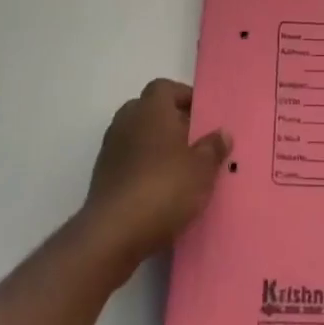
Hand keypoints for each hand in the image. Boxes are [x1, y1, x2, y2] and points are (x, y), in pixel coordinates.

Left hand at [81, 79, 229, 280]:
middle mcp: (127, 121)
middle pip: (150, 111)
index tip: (202, 117)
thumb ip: (213, 148)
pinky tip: (159, 193)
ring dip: (155, 149)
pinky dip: (142, 170)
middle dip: (171, 123)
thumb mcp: (202, 169)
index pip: (166, 88)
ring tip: (179, 171)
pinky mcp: (101, 179)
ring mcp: (110, 150)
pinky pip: (128, 163)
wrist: (112, 236)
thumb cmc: (163, 188)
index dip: (184, 98)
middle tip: (193, 143)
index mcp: (151, 108)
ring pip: (138, 138)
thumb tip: (222, 133)